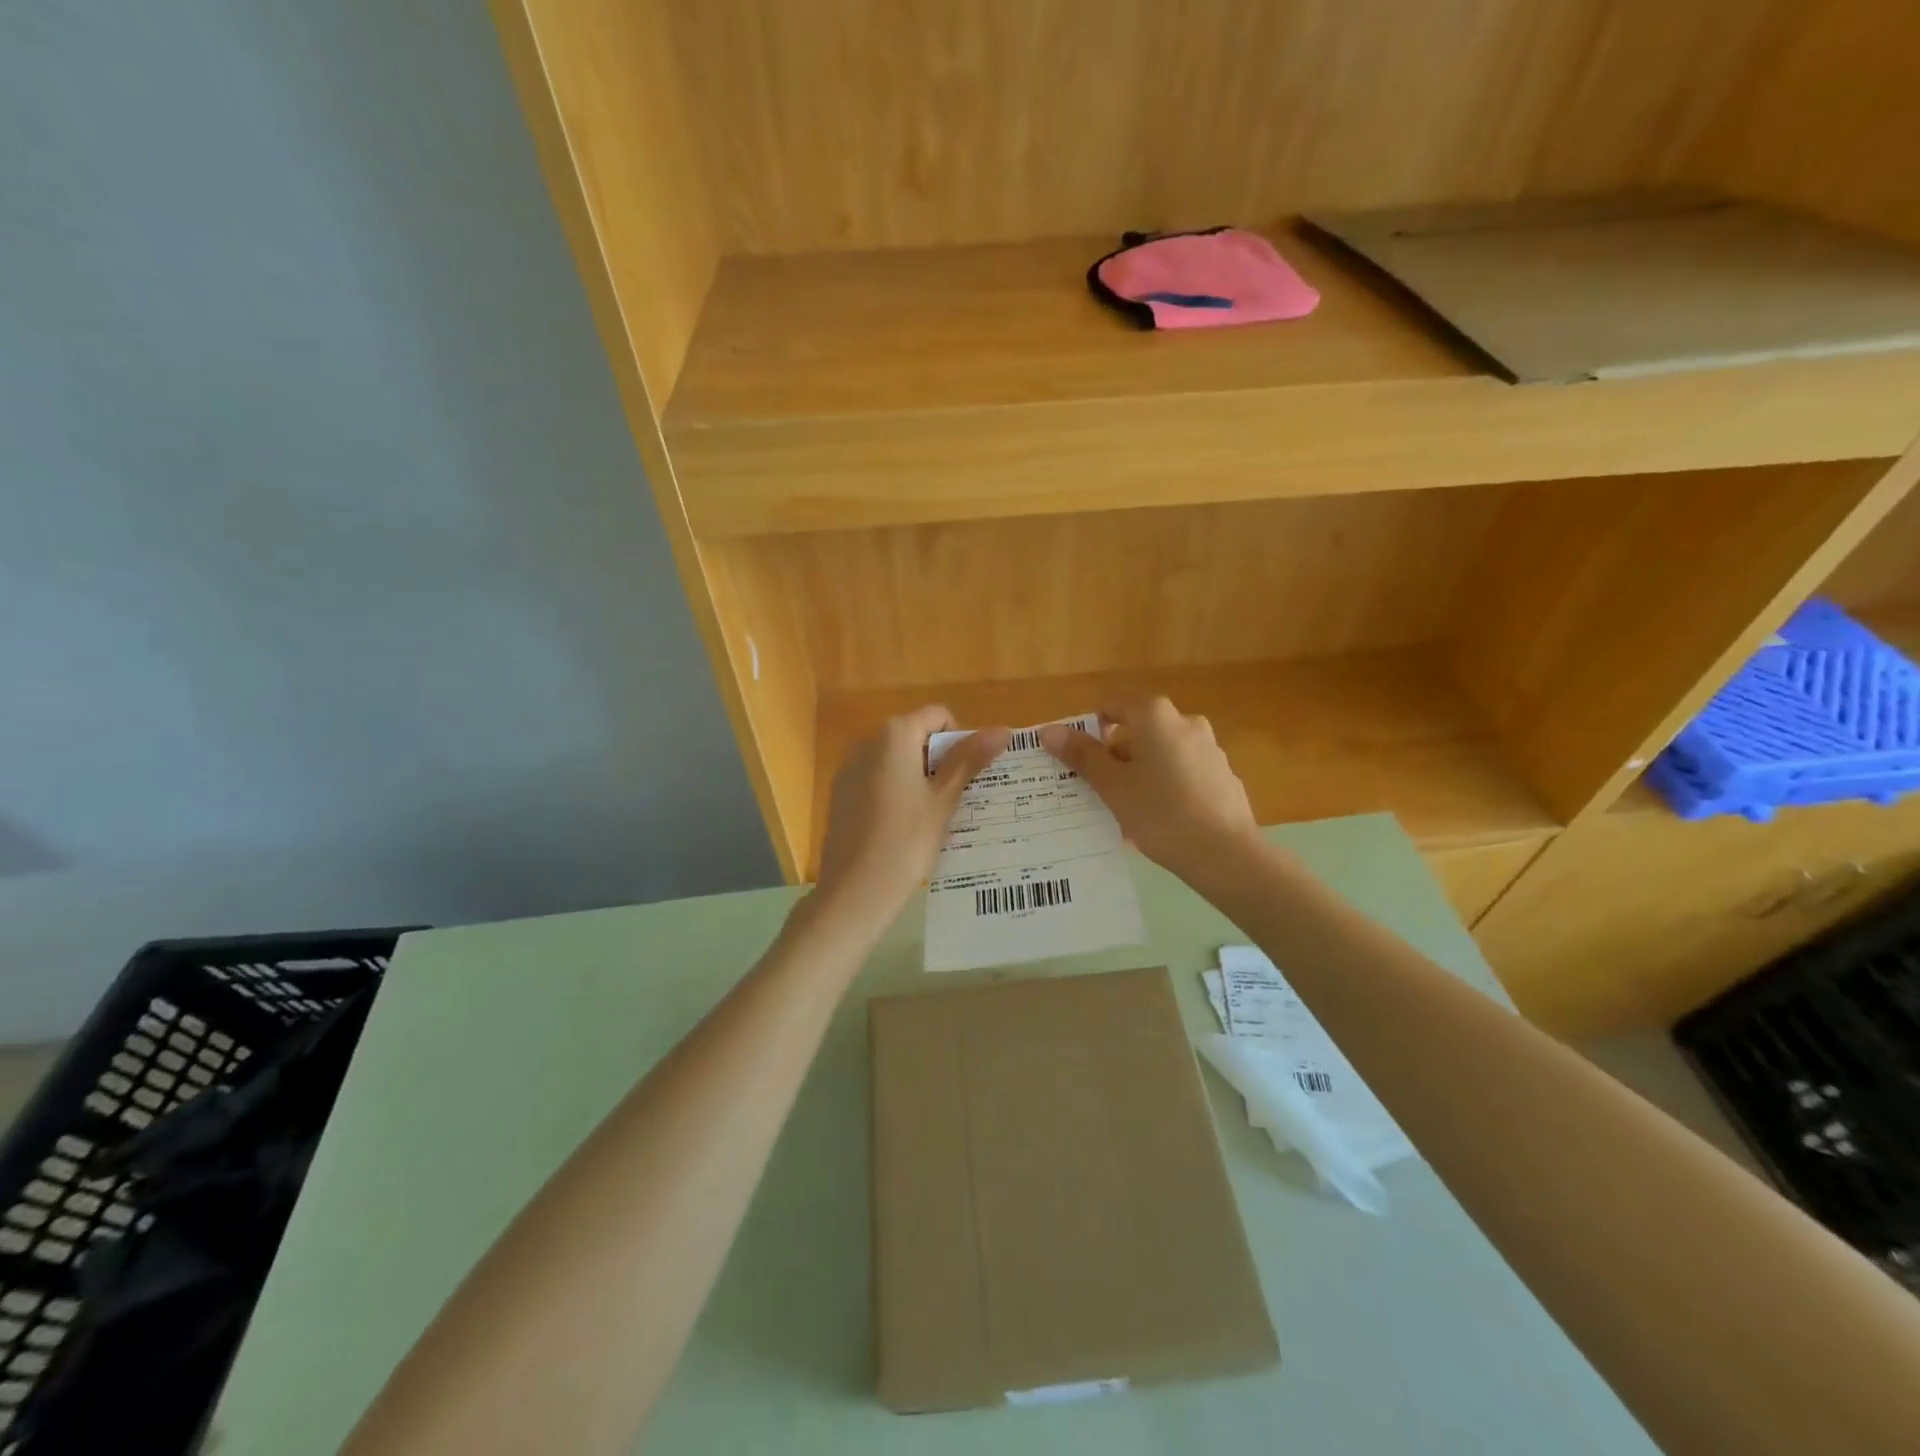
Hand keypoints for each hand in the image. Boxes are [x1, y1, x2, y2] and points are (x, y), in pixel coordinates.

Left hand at [814, 707, 1009, 928]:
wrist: (853, 892)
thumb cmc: (906, 843)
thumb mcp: (943, 800)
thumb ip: (969, 760)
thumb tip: (1002, 730)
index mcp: (894, 735)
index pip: (938, 716)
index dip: (960, 740)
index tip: (966, 778)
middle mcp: (867, 742)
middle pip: (915, 736)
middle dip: (940, 760)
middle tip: (954, 800)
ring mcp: (849, 768)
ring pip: (896, 760)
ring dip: (919, 778)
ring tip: (932, 818)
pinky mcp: (840, 794)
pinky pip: (877, 780)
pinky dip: (896, 792)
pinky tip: (903, 829)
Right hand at [1040, 697, 1260, 882]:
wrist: (1226, 854)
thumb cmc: (1160, 813)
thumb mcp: (1112, 786)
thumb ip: (1082, 755)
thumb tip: (1050, 730)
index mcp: (1155, 716)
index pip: (1112, 708)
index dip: (1090, 732)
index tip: (1081, 763)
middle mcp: (1185, 722)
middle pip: (1137, 731)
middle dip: (1115, 757)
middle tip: (1099, 791)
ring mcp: (1208, 748)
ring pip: (1160, 754)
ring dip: (1140, 773)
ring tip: (1128, 811)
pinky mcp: (1222, 775)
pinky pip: (1182, 772)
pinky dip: (1166, 786)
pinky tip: (1160, 820)